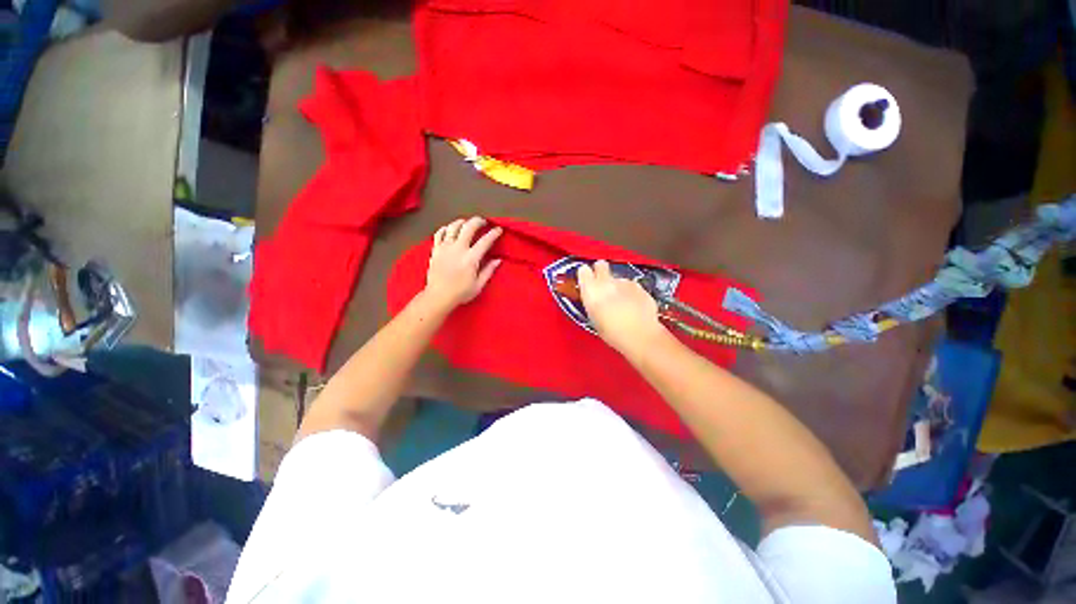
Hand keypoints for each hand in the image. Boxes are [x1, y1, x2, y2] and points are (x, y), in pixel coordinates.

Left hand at [423, 216, 502, 308]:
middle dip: (478, 221)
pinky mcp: (435, 250)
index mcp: (471, 258)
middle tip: (483, 221)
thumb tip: (498, 260)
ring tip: (466, 223)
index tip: (498, 229)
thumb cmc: (461, 293)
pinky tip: (449, 229)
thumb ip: (489, 270)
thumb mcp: (479, 285)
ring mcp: (445, 248)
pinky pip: (439, 233)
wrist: (438, 296)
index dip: (493, 233)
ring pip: (453, 227)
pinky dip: (445, 229)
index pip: (485, 241)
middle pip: (468, 227)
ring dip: (461, 222)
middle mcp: (458, 249)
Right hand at [577, 260, 664, 353]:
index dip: (585, 275)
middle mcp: (607, 282)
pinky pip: (631, 286)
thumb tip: (594, 298)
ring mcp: (625, 282)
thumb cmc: (612, 332)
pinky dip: (631, 293)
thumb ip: (592, 302)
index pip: (583, 271)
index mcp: (591, 290)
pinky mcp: (639, 286)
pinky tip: (634, 306)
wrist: (640, 335)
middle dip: (601, 271)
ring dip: (618, 286)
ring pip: (618, 278)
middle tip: (603, 284)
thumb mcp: (594, 319)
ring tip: (622, 303)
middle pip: (601, 265)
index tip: (587, 281)